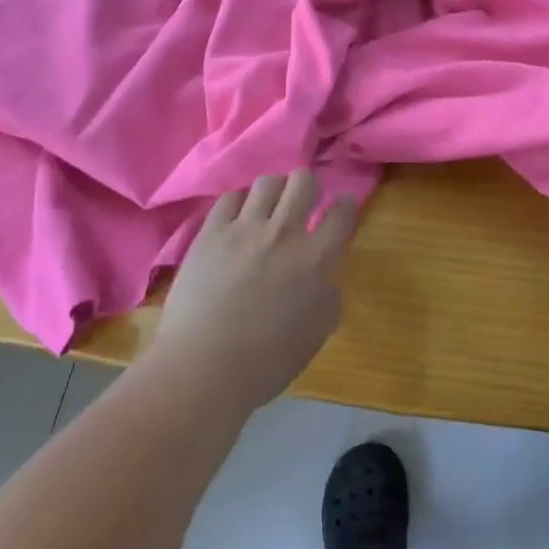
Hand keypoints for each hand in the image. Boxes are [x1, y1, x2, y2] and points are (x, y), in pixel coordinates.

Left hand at [149, 170, 357, 413]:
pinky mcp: (210, 232)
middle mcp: (283, 233)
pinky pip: (229, 198)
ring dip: (274, 190)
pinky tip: (237, 217)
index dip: (345, 204)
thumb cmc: (266, 361)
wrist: (203, 367)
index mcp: (316, 259)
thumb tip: (324, 277)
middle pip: (303, 181)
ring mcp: (244, 228)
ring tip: (269, 204)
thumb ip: (328, 296)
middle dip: (308, 184)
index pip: (341, 214)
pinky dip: (239, 204)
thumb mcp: (317, 334)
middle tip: (304, 198)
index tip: (342, 204)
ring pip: (267, 182)